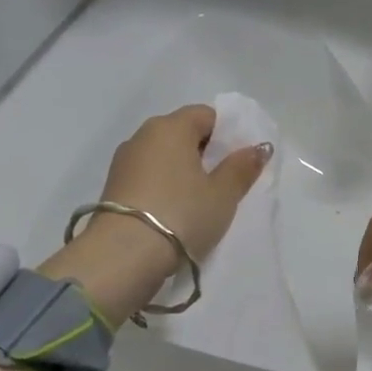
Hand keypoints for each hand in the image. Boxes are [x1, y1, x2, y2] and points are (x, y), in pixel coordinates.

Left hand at [42, 104, 271, 324]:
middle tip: (221, 185)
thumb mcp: (223, 195)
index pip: (206, 115)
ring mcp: (123, 161)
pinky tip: (172, 212)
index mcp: (171, 126)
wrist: (124, 255)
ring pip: (162, 156)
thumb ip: (242, 168)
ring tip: (196, 202)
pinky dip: (162, 186)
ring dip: (181, 171)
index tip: (236, 163)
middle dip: (203, 153)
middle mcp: (143, 135)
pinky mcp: (112, 186)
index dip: (226, 135)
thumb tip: (259, 147)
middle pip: (182, 133)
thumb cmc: (182, 215)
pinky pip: (147, 176)